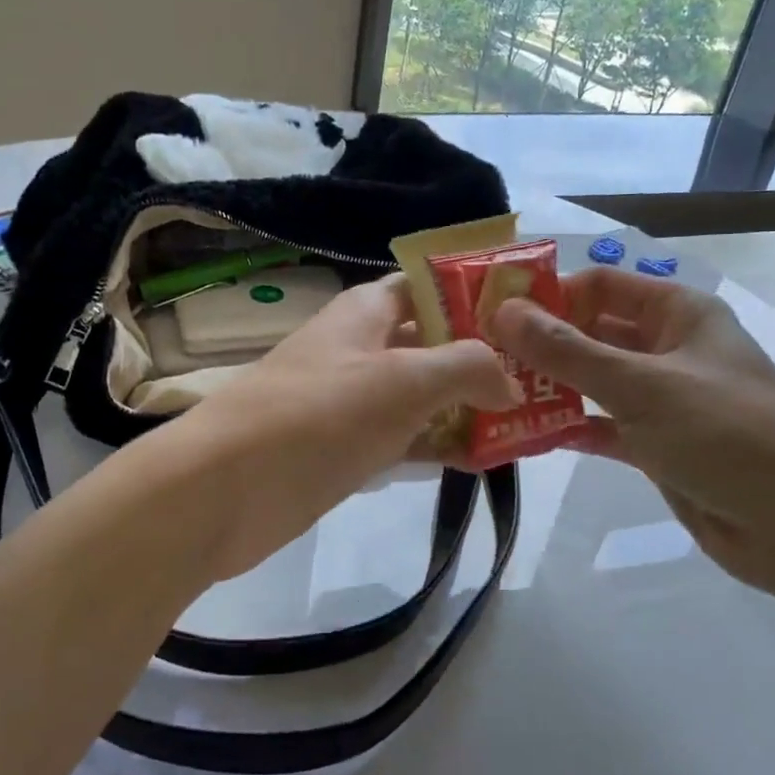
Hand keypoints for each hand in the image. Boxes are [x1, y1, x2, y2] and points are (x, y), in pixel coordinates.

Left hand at [171, 274, 517, 582]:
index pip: (433, 285)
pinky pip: (406, 438)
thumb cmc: (318, 415)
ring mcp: (354, 400)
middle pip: (434, 341)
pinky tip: (484, 460)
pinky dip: (440, 445)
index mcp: (368, 311)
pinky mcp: (348, 448)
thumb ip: (468, 367)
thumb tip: (510, 380)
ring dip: (469, 406)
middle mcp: (362, 347)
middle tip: (547, 379)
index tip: (535, 315)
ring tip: (531, 423)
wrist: (227, 488)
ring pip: (424, 394)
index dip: (480, 294)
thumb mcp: (403, 379)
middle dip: (486, 357)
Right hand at [489, 266, 774, 592]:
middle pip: (592, 332)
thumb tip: (503, 312)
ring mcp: (662, 399)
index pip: (599, 286)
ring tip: (493, 396)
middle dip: (541, 345)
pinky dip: (570, 427)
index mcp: (678, 314)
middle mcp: (668, 348)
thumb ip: (568, 352)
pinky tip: (527, 435)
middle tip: (481, 360)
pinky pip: (602, 425)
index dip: (547, 295)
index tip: (492, 316)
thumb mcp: (642, 386)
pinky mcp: (656, 444)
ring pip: (593, 381)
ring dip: (550, 387)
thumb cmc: (727, 436)